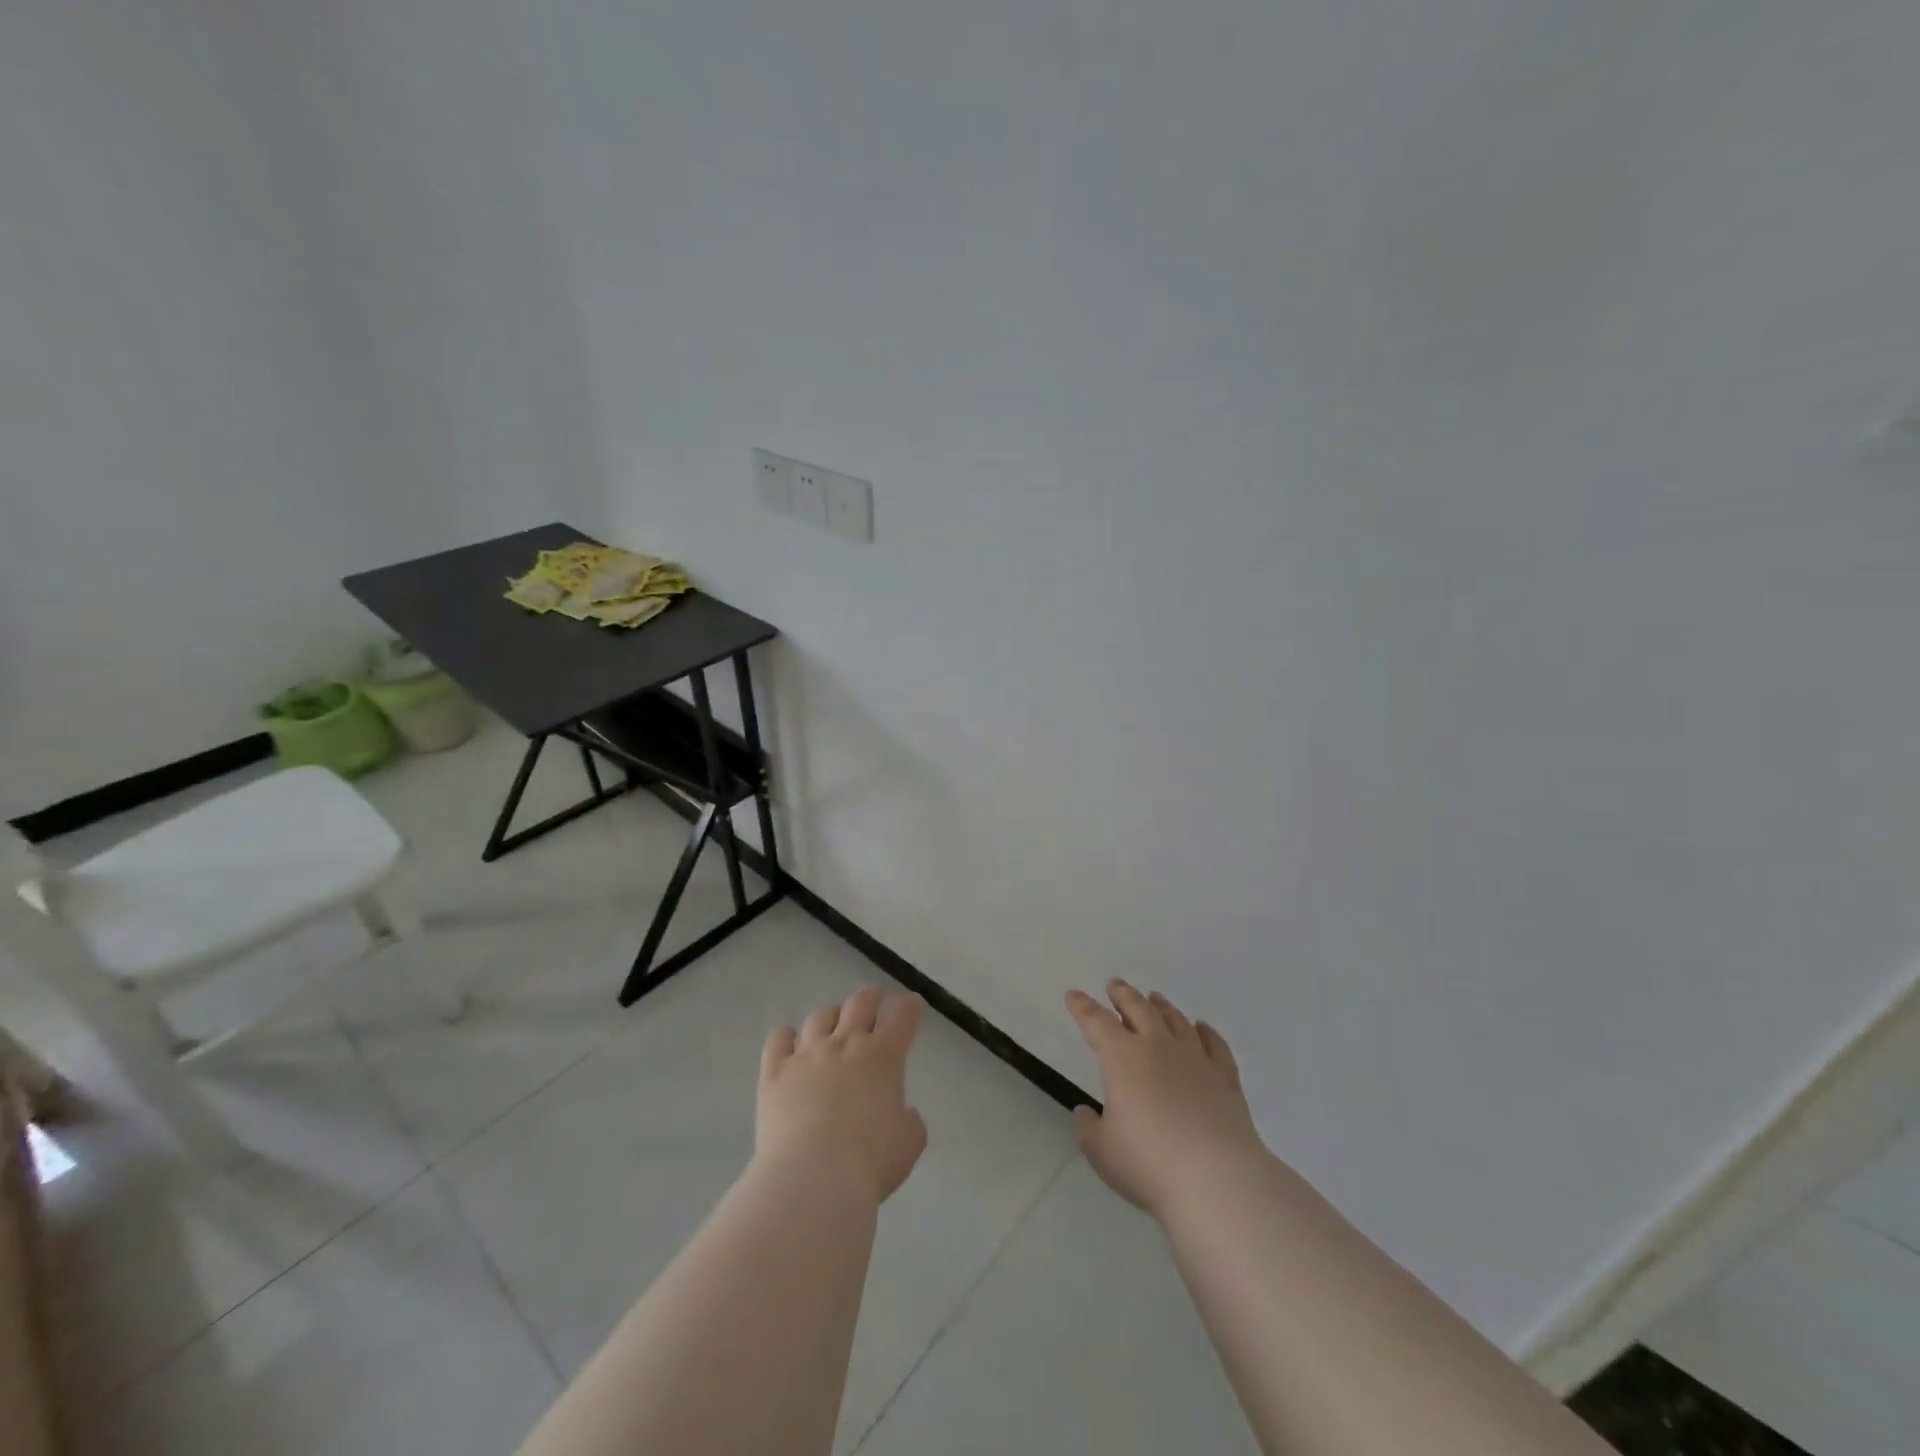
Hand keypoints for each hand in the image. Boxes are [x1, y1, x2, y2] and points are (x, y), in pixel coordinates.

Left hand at [757, 987, 927, 1203]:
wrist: (812, 1178)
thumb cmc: (870, 1163)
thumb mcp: (909, 1144)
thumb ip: (910, 1121)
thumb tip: (902, 1114)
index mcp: (884, 1056)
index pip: (902, 1018)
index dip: (910, 1007)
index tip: (913, 1003)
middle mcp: (846, 1044)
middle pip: (860, 1003)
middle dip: (871, 997)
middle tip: (875, 999)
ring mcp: (807, 1054)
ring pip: (820, 1017)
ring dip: (831, 1016)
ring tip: (832, 1024)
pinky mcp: (775, 1071)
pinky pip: (778, 1039)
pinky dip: (786, 1037)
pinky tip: (789, 1043)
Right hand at [1067, 980, 1265, 1220]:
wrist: (1217, 1179)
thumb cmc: (1149, 1163)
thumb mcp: (1102, 1151)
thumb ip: (1089, 1129)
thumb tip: (1086, 1112)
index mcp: (1122, 1058)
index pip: (1097, 1022)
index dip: (1083, 1007)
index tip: (1074, 995)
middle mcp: (1158, 1046)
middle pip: (1138, 1009)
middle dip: (1123, 995)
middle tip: (1115, 985)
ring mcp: (1195, 1058)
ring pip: (1175, 1020)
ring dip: (1161, 1006)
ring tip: (1154, 997)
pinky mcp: (1225, 1076)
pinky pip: (1214, 1043)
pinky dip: (1205, 1031)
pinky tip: (1201, 1027)